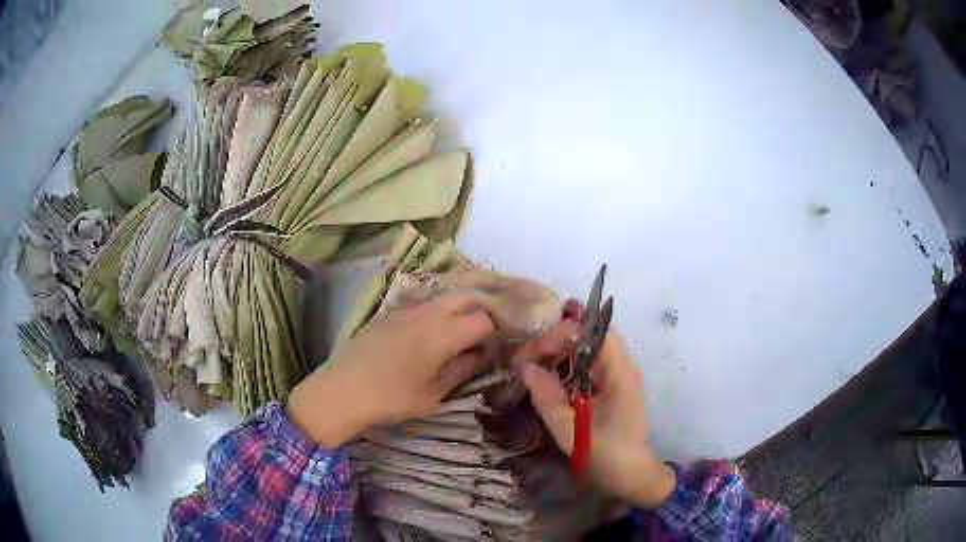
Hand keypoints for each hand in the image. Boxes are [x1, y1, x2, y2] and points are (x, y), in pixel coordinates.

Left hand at [287, 293, 495, 447]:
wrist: (342, 389)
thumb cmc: (392, 398)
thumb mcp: (433, 394)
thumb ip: (461, 371)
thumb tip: (478, 356)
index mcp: (444, 332)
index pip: (483, 320)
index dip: (493, 335)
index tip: (489, 353)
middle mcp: (428, 312)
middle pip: (466, 297)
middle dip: (480, 312)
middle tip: (482, 336)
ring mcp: (406, 309)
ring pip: (443, 298)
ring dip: (458, 311)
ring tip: (458, 336)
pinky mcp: (390, 313)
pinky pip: (422, 305)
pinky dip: (436, 314)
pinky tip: (428, 337)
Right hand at [519, 330, 676, 508]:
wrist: (632, 476)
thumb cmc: (605, 454)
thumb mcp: (570, 429)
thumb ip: (547, 397)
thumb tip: (525, 367)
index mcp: (620, 372)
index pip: (593, 332)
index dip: (563, 335)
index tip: (534, 354)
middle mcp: (623, 368)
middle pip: (589, 338)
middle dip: (556, 343)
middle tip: (527, 361)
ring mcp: (619, 378)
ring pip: (587, 352)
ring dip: (560, 356)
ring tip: (533, 369)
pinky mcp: (613, 390)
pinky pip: (588, 368)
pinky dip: (567, 369)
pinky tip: (549, 382)